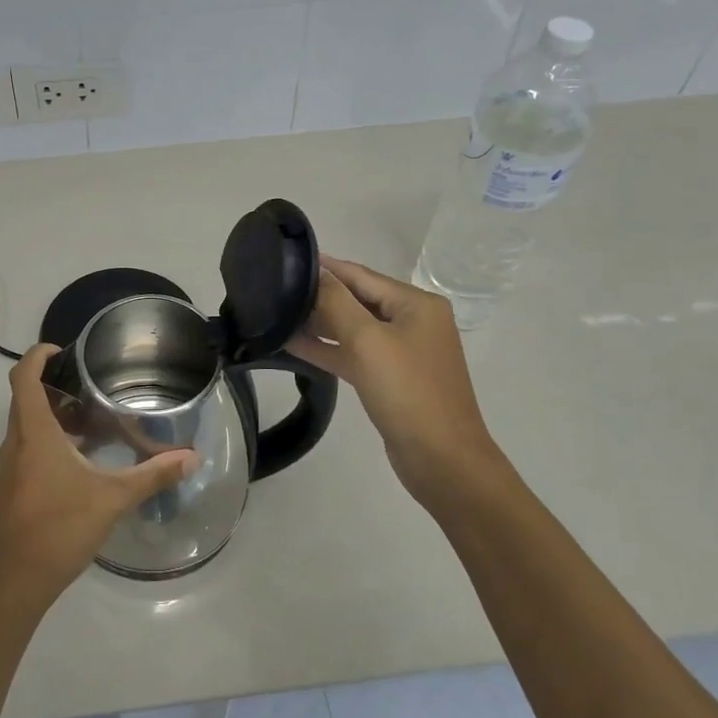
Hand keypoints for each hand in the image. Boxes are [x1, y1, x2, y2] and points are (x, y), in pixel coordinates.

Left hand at [0, 345, 198, 620]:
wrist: (12, 584)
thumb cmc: (59, 530)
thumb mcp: (112, 499)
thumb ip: (153, 475)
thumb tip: (192, 458)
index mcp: (33, 433)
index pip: (23, 376)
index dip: (37, 355)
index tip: (61, 350)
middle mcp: (14, 444)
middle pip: (25, 400)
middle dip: (54, 388)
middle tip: (90, 388)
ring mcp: (7, 470)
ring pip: (25, 429)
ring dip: (52, 420)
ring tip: (91, 426)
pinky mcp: (7, 493)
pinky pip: (25, 453)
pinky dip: (47, 446)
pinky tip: (77, 468)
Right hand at [286, 256, 511, 507]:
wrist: (442, 459)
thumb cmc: (407, 391)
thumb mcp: (368, 340)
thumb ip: (337, 302)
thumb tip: (316, 273)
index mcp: (416, 304)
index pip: (362, 275)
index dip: (326, 267)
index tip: (288, 258)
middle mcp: (413, 322)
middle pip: (358, 299)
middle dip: (320, 295)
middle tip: (276, 288)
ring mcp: (402, 352)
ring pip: (353, 328)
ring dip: (319, 323)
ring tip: (277, 314)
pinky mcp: (390, 379)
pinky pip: (354, 354)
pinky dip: (328, 349)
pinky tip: (293, 344)